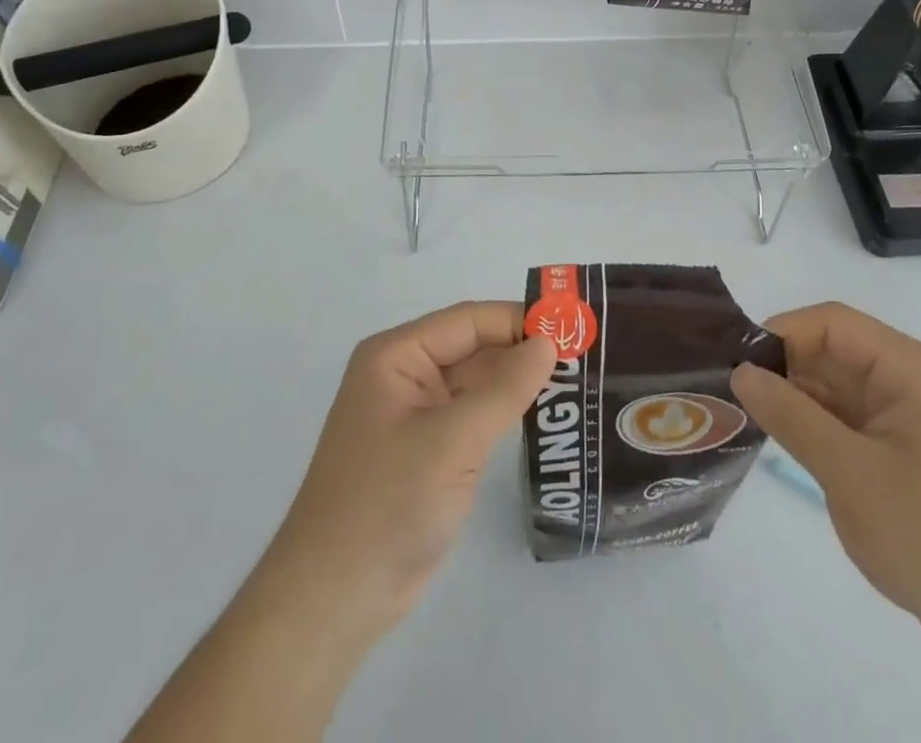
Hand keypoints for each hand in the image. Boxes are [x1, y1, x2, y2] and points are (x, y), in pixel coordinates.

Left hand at [129, 303, 555, 742]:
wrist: (335, 601)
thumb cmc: (387, 504)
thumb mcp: (452, 441)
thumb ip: (505, 388)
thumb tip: (549, 343)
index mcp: (397, 356)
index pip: (468, 320)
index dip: (519, 320)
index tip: (574, 327)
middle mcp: (406, 375)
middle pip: (475, 347)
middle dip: (524, 350)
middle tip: (585, 355)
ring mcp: (418, 414)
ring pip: (478, 382)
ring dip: (519, 382)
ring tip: (577, 380)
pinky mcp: (430, 450)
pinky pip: (475, 416)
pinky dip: (507, 412)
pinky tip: (546, 414)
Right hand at [731, 302, 920, 638]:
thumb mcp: (849, 472)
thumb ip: (791, 415)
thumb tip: (741, 372)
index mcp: (910, 368)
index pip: (833, 323)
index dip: (783, 333)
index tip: (738, 365)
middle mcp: (911, 379)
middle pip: (834, 350)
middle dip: (785, 367)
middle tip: (732, 393)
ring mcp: (909, 415)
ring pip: (838, 384)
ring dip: (796, 396)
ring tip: (747, 415)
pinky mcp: (904, 447)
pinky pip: (849, 416)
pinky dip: (815, 422)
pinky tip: (783, 437)